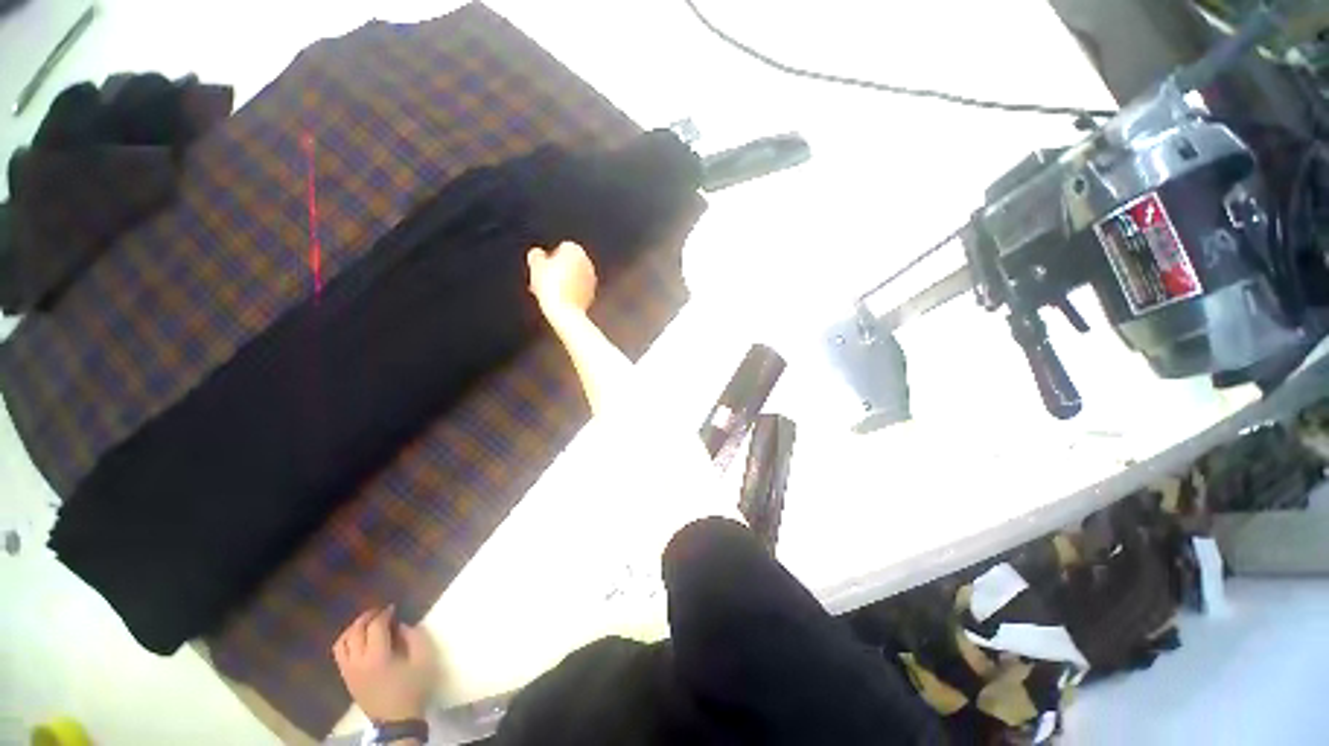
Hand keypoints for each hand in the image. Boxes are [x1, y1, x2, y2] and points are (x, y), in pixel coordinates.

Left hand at [332, 606, 438, 722]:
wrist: (397, 720)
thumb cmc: (412, 688)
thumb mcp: (423, 659)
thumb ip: (413, 637)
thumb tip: (400, 626)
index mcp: (377, 657)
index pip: (375, 627)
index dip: (384, 613)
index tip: (394, 608)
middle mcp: (358, 662)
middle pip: (355, 632)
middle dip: (367, 617)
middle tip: (380, 610)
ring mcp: (349, 671)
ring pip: (342, 642)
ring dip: (353, 628)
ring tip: (367, 623)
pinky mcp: (347, 678)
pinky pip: (339, 654)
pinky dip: (347, 641)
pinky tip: (359, 640)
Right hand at [527, 241, 596, 318]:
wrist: (565, 310)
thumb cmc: (551, 286)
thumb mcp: (535, 266)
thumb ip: (536, 255)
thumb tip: (537, 254)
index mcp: (575, 250)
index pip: (561, 248)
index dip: (549, 258)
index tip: (542, 268)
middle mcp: (587, 262)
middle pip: (569, 263)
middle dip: (557, 270)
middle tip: (545, 280)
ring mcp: (591, 279)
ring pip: (574, 277)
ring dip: (564, 281)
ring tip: (549, 291)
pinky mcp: (592, 293)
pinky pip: (578, 290)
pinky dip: (571, 292)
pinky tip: (559, 299)